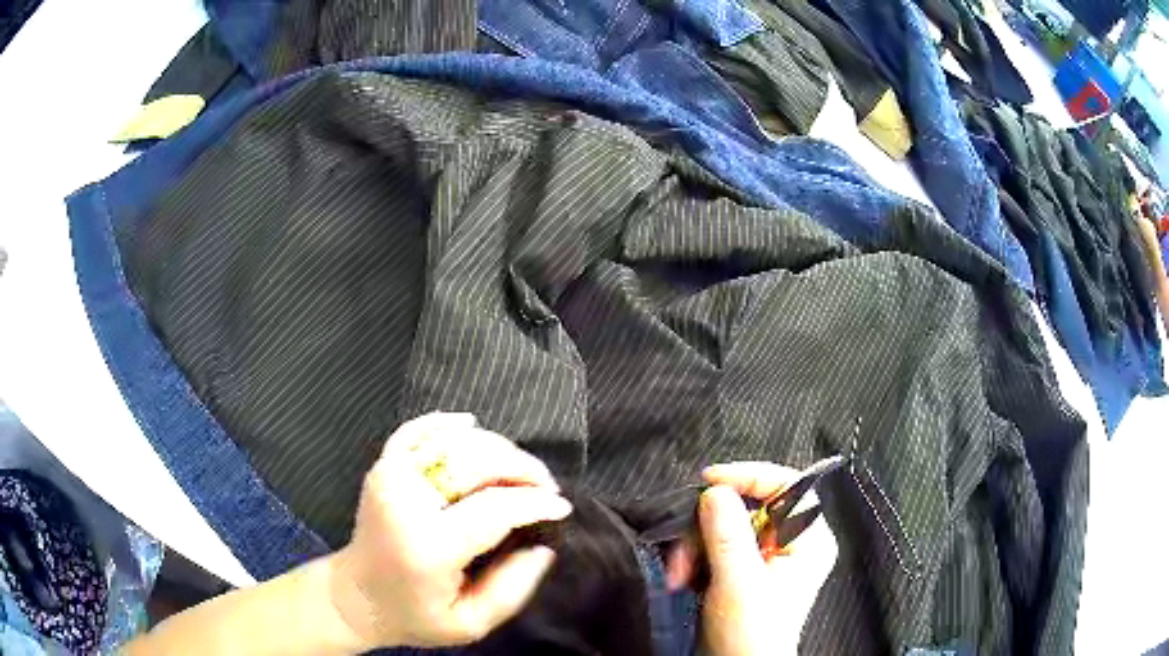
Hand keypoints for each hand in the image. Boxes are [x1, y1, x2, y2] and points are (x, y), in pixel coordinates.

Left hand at [327, 412, 570, 650]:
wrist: (357, 596)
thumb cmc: (415, 616)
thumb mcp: (470, 624)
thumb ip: (512, 590)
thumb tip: (543, 546)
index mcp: (427, 545)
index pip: (494, 509)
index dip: (535, 503)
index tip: (562, 507)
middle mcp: (405, 500)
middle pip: (477, 461)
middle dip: (522, 468)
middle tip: (546, 487)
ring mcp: (389, 476)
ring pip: (453, 440)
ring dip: (497, 447)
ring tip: (520, 471)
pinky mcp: (382, 466)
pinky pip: (416, 429)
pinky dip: (446, 422)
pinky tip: (471, 425)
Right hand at [666, 463, 837, 655]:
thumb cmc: (750, 633)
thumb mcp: (738, 583)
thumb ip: (727, 535)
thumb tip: (716, 490)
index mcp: (809, 540)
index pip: (787, 486)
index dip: (750, 477)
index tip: (710, 481)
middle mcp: (793, 542)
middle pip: (750, 507)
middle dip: (710, 527)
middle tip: (684, 551)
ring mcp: (769, 556)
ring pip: (728, 526)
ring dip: (697, 546)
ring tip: (680, 574)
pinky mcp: (746, 569)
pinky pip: (719, 545)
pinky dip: (697, 557)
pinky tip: (685, 577)